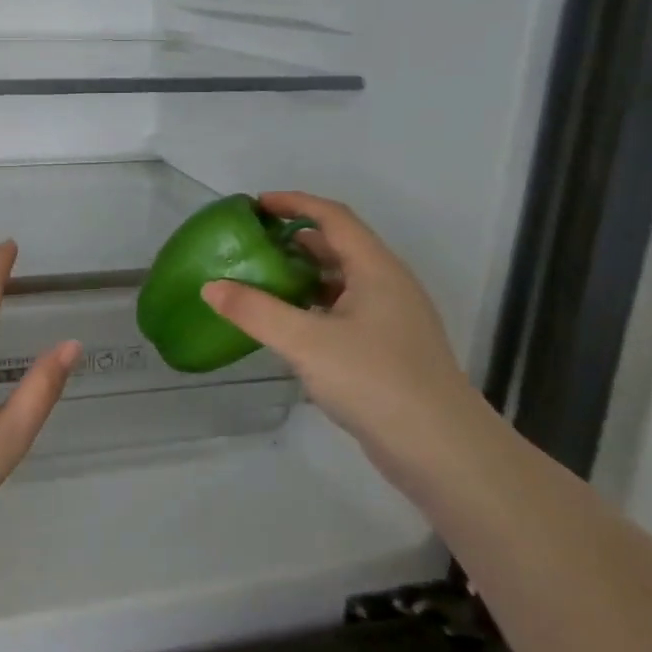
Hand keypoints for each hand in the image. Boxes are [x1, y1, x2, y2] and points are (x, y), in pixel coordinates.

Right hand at [200, 193, 479, 450]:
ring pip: (340, 282)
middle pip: (338, 247)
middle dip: (294, 238)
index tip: (256, 205)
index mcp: (376, 269)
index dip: (295, 203)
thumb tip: (211, 287)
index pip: (333, 217)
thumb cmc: (375, 380)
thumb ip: (255, 312)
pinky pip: (343, 311)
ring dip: (302, 275)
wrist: (440, 449)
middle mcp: (387, 286)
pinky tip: (287, 326)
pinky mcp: (387, 350)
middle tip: (251, 245)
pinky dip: (312, 307)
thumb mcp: (306, 342)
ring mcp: (390, 319)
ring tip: (261, 281)